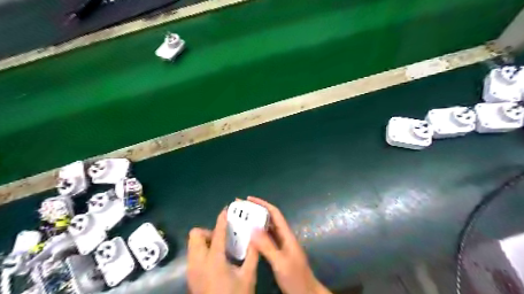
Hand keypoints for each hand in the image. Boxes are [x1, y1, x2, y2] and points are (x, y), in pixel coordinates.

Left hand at [187, 209, 258, 293]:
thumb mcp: (248, 276)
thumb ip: (252, 255)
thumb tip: (255, 238)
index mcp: (214, 260)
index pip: (217, 233)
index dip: (221, 219)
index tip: (226, 209)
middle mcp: (198, 262)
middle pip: (196, 235)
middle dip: (209, 232)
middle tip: (223, 238)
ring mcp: (192, 270)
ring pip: (193, 244)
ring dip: (205, 241)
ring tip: (220, 249)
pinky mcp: (191, 276)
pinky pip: (193, 254)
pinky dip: (203, 250)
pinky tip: (216, 260)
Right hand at [248, 197, 328, 293]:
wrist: (306, 293)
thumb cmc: (296, 277)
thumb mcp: (280, 262)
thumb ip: (267, 246)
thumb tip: (252, 228)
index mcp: (286, 234)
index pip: (274, 213)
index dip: (263, 204)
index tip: (249, 199)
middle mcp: (283, 236)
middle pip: (269, 219)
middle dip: (256, 211)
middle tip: (240, 208)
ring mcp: (280, 245)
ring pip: (267, 229)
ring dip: (255, 222)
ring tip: (241, 219)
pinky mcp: (277, 253)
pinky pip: (265, 240)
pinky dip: (256, 235)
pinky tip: (247, 237)